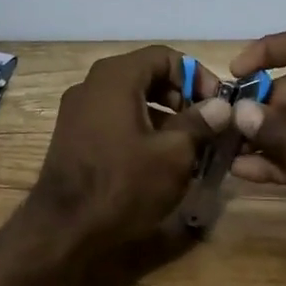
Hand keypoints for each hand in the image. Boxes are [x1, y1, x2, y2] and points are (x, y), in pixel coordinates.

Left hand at [25, 46, 231, 254]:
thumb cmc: (124, 184)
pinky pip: (114, 119)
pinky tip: (159, 160)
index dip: (197, 76)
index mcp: (115, 77)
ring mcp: (78, 110)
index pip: (165, 57)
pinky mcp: (73, 135)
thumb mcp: (173, 154)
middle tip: (206, 126)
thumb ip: (200, 123)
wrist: (64, 229)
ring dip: (164, 116)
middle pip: (146, 75)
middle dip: (181, 97)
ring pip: (131, 99)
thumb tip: (221, 106)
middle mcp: (91, 84)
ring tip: (189, 147)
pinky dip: (141, 129)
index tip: (218, 104)